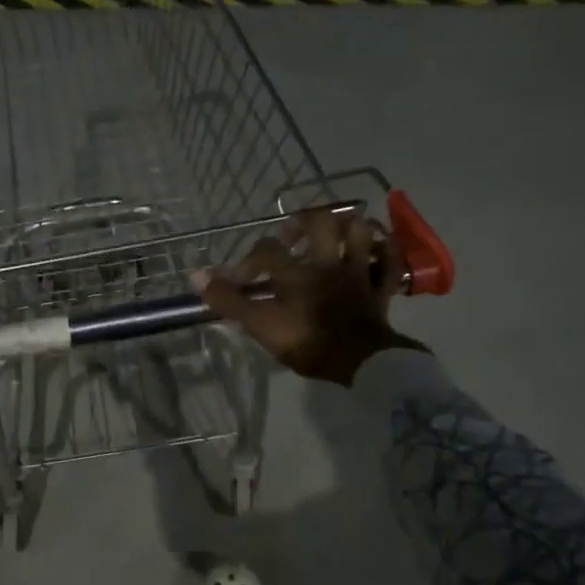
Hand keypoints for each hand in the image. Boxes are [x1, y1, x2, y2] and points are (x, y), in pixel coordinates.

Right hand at [191, 209, 426, 385]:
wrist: (360, 362)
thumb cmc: (307, 343)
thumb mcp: (260, 324)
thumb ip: (229, 300)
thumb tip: (194, 275)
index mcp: (296, 271)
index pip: (267, 250)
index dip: (249, 260)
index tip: (240, 278)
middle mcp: (327, 262)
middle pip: (320, 223)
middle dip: (305, 222)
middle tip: (293, 235)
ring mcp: (358, 272)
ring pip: (360, 232)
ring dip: (348, 227)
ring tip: (335, 235)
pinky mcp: (381, 288)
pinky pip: (389, 261)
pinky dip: (385, 250)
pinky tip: (377, 248)